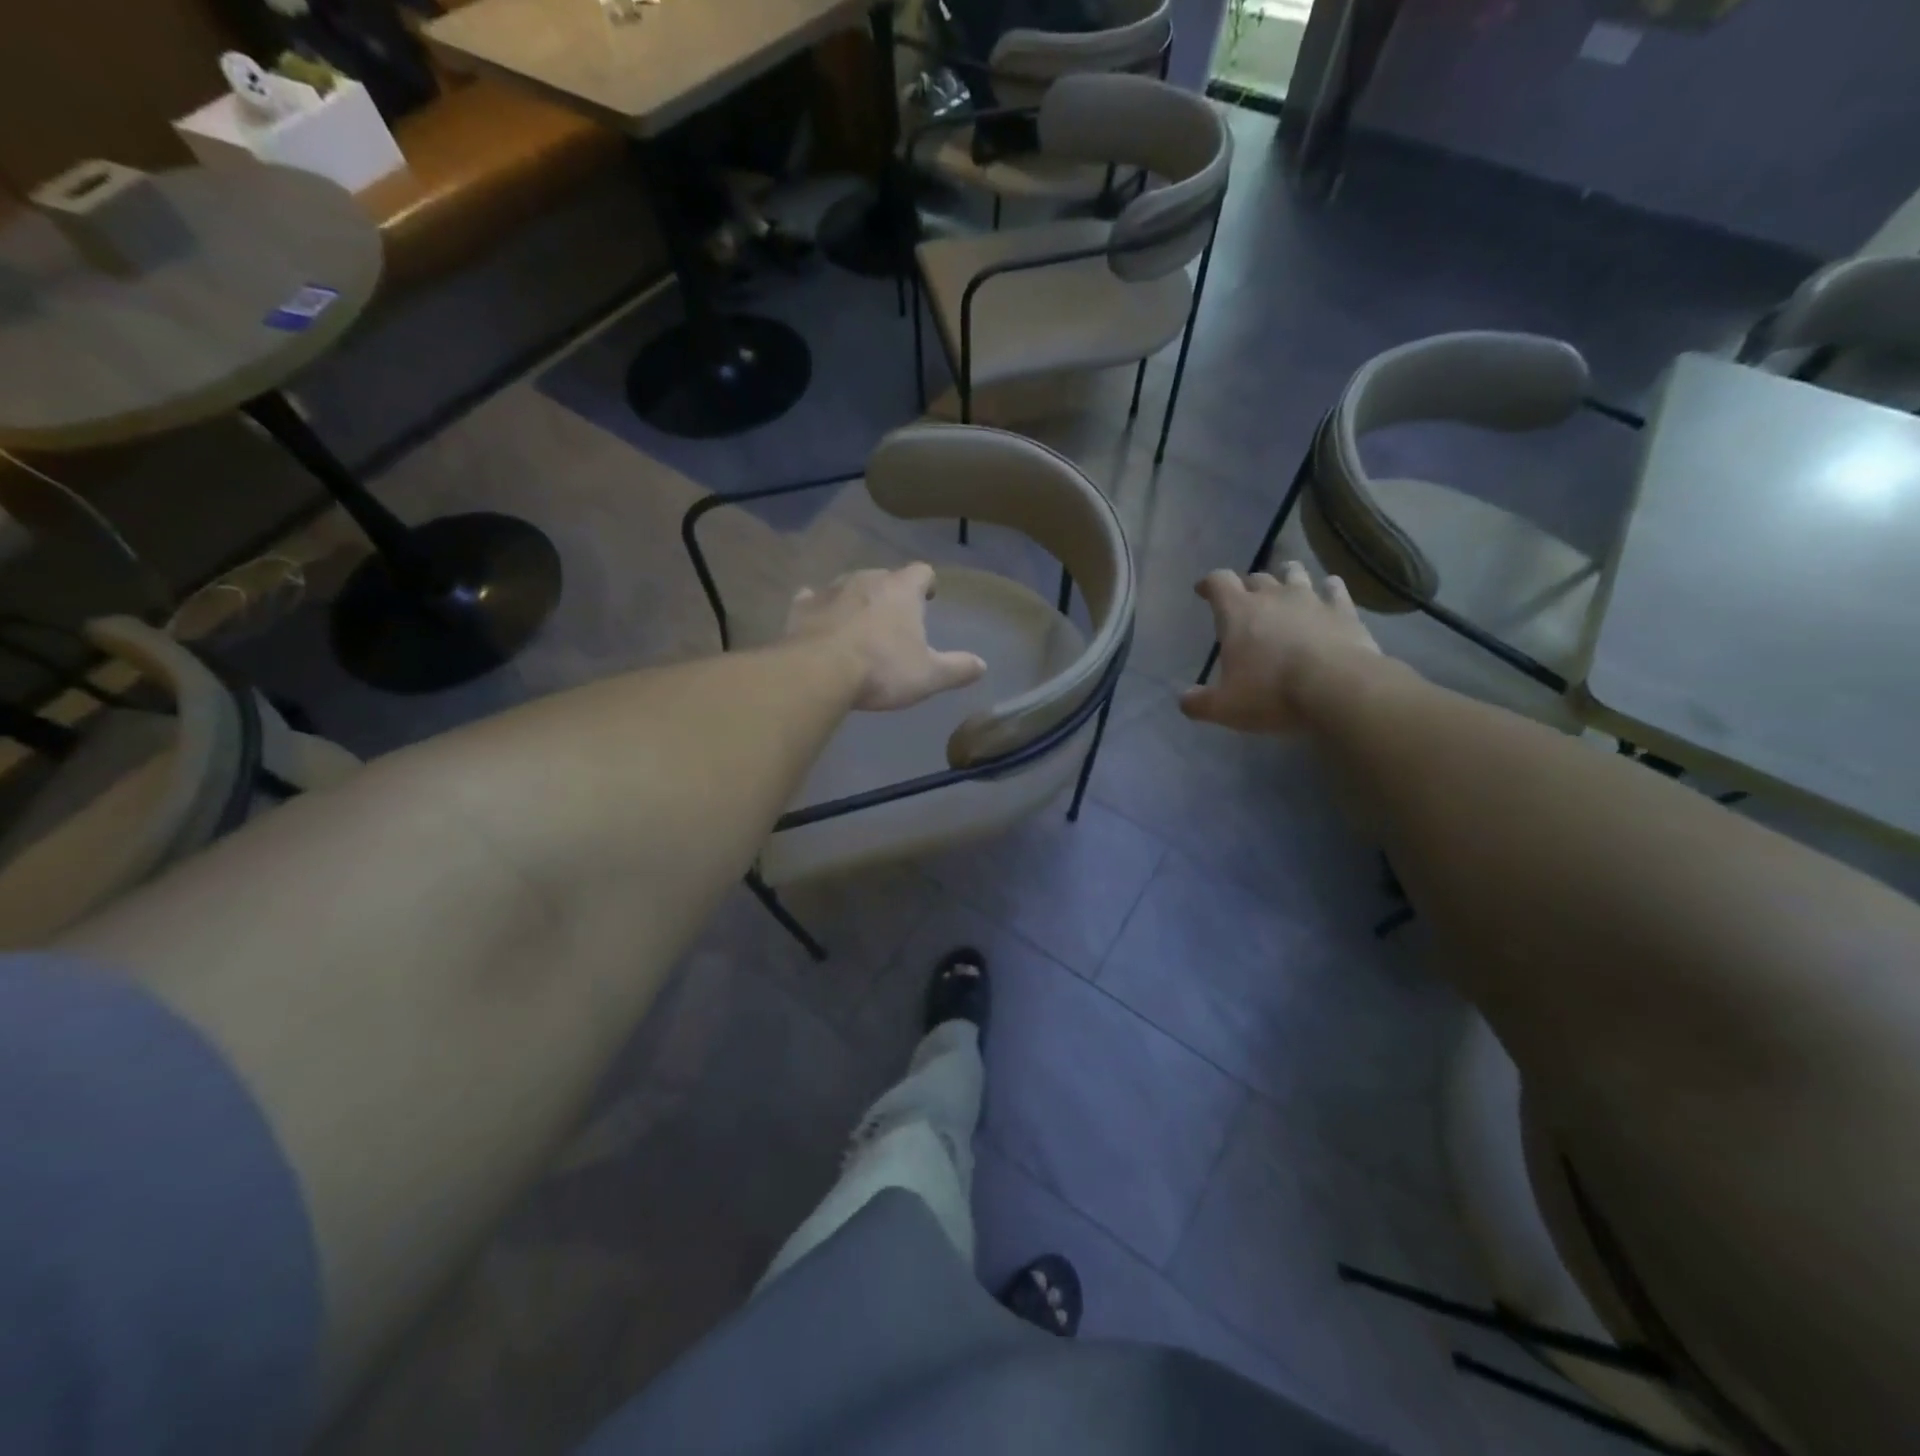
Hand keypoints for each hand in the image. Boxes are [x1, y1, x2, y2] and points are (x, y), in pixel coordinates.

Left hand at [785, 564, 987, 711]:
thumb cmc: (881, 669)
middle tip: (894, 619)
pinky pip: (813, 599)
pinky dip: (820, 608)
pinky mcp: (801, 606)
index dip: (928, 584)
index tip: (929, 598)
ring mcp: (830, 589)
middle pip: (884, 577)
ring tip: (859, 624)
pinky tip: (820, 622)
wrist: (818, 672)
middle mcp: (867, 579)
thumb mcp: (928, 675)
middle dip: (891, 593)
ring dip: (856, 600)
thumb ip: (957, 668)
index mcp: (901, 590)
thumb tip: (982, 666)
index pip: (922, 572)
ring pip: (849, 586)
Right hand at [1179, 563, 1381, 734]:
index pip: (1218, 582)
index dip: (1208, 584)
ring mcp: (1311, 599)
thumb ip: (1199, 702)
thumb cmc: (1272, 693)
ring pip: (1295, 574)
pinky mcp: (1343, 610)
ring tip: (1285, 583)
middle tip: (1244, 599)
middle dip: (1247, 585)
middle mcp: (1273, 596)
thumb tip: (1184, 700)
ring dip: (1286, 576)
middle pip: (1256, 577)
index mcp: (1238, 613)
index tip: (1202, 590)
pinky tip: (1329, 590)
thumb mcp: (1224, 707)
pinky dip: (1328, 587)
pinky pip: (1334, 588)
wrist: (1337, 689)